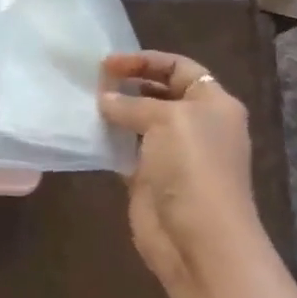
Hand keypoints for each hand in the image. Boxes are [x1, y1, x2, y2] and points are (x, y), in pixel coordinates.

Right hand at [98, 51, 261, 290]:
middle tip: (92, 81)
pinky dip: (107, 140)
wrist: (197, 237)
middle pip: (160, 93)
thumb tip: (104, 100)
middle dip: (128, 84)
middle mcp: (196, 125)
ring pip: (140, 122)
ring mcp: (172, 154)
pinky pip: (124, 150)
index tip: (108, 63)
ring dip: (114, 112)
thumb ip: (132, 103)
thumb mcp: (166, 119)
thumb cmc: (192, 167)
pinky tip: (85, 132)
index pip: (180, 68)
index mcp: (213, 104)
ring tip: (83, 102)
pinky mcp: (149, 178)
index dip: (146, 61)